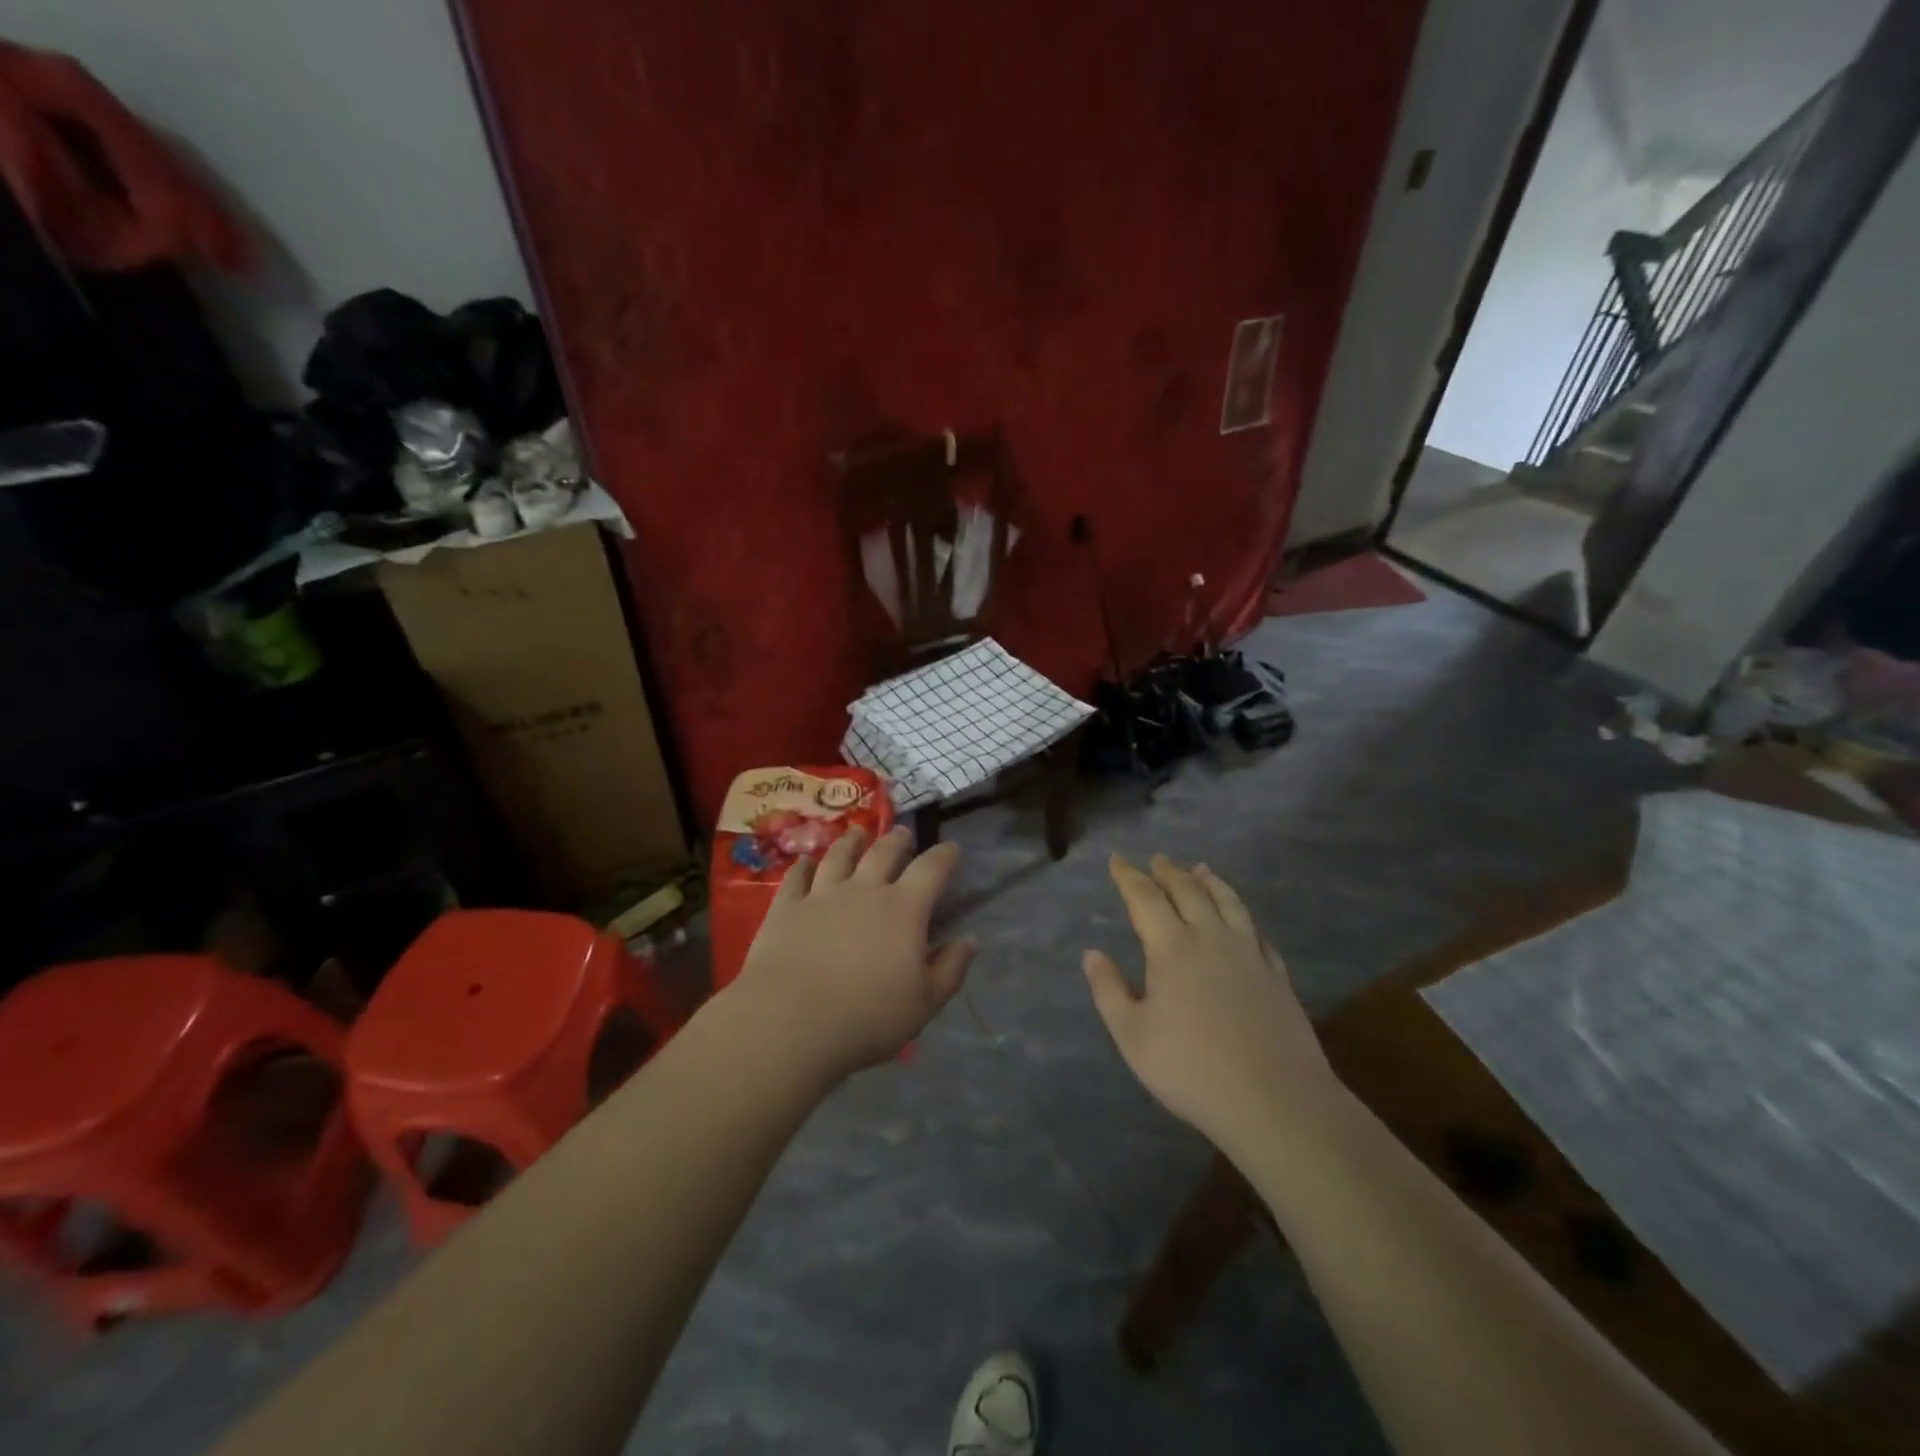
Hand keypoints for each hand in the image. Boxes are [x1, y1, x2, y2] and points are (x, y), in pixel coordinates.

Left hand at [729, 826, 974, 1085]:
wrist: (790, 1021)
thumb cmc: (867, 1017)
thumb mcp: (924, 1003)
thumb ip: (951, 968)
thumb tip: (970, 939)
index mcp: (904, 909)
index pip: (931, 869)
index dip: (944, 855)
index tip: (952, 848)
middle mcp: (864, 890)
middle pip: (884, 853)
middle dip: (897, 840)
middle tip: (903, 833)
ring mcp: (821, 894)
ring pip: (840, 856)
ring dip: (851, 842)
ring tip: (857, 834)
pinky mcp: (786, 907)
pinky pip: (796, 876)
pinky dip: (804, 866)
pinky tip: (806, 862)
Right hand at [1083, 854, 1339, 1155]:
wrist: (1276, 1101)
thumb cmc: (1192, 1069)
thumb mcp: (1133, 1036)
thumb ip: (1109, 990)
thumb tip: (1092, 953)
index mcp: (1172, 948)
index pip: (1145, 898)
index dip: (1128, 876)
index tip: (1117, 860)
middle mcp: (1211, 939)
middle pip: (1189, 891)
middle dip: (1169, 872)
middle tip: (1158, 859)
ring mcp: (1249, 954)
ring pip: (1228, 903)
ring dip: (1210, 882)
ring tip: (1201, 869)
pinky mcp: (1276, 975)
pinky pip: (1256, 930)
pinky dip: (1242, 913)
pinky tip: (1241, 918)